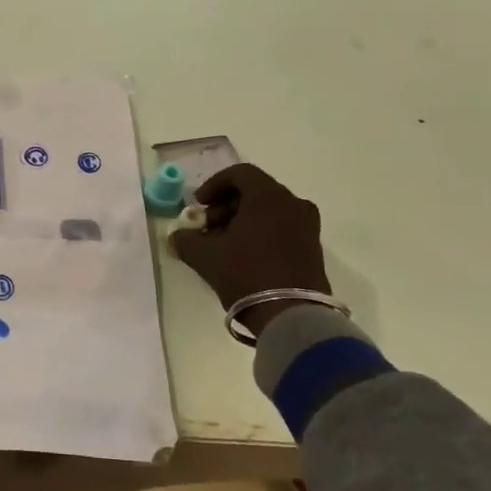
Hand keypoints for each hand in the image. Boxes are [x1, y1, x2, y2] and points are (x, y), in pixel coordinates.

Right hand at [169, 164, 329, 341]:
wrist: (293, 317)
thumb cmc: (246, 274)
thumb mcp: (205, 256)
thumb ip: (185, 240)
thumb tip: (177, 236)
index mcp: (269, 197)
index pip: (239, 173)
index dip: (214, 184)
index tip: (199, 205)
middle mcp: (293, 204)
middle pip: (254, 191)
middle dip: (226, 205)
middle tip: (208, 227)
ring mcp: (307, 227)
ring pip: (268, 210)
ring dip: (242, 220)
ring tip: (223, 245)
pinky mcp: (313, 248)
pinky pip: (281, 227)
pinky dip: (260, 232)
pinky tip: (243, 256)